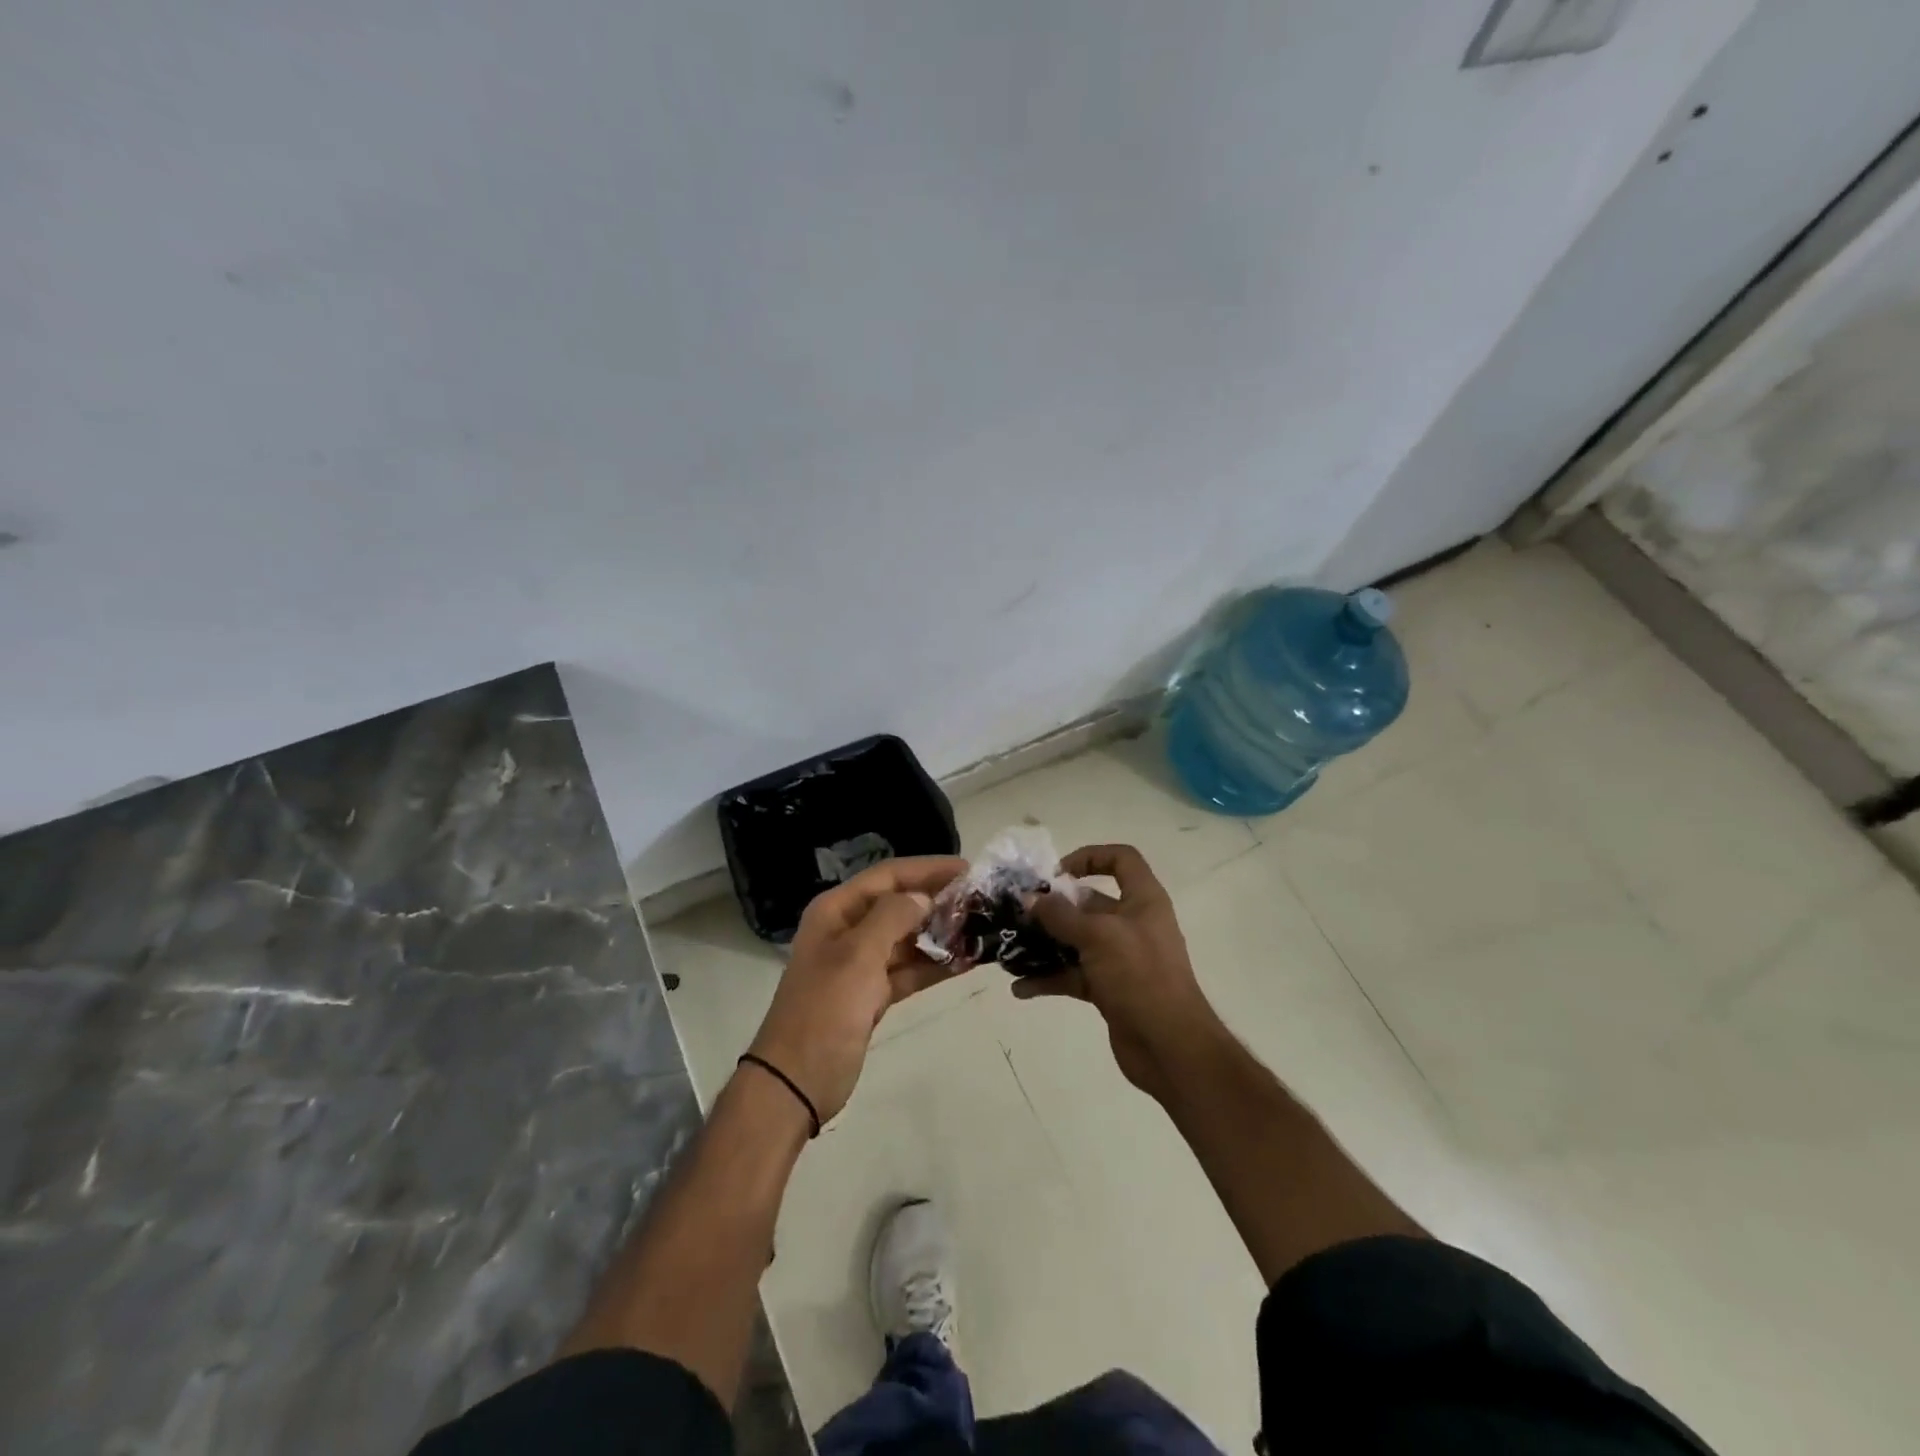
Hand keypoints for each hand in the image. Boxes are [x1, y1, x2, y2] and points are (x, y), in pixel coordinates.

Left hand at [746, 855, 967, 1125]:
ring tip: (982, 929)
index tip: (968, 869)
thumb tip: (923, 897)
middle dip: (938, 900)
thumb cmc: (825, 1010)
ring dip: (940, 933)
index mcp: (837, 910)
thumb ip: (892, 917)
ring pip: (907, 938)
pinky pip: (909, 970)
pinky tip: (967, 962)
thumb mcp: (858, 955)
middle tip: (982, 900)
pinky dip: (934, 966)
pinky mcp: (872, 995)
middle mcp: (848, 929)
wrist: (796, 1082)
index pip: (888, 876)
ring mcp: (860, 964)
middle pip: (899, 904)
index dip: (928, 868)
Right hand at [1020, 844, 1223, 1098]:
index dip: (1090, 856)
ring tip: (1010, 947)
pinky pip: (1073, 975)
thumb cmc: (1140, 977)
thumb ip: (1060, 916)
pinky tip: (1020, 987)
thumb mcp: (1098, 937)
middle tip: (1018, 912)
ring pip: (1076, 941)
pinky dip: (1049, 978)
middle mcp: (1132, 923)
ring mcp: (1120, 958)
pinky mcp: (1109, 988)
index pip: (1121, 859)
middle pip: (1089, 902)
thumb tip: (1029, 898)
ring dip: (1045, 943)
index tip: (1056, 873)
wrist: (1170, 1047)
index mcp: (1142, 900)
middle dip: (1053, 906)